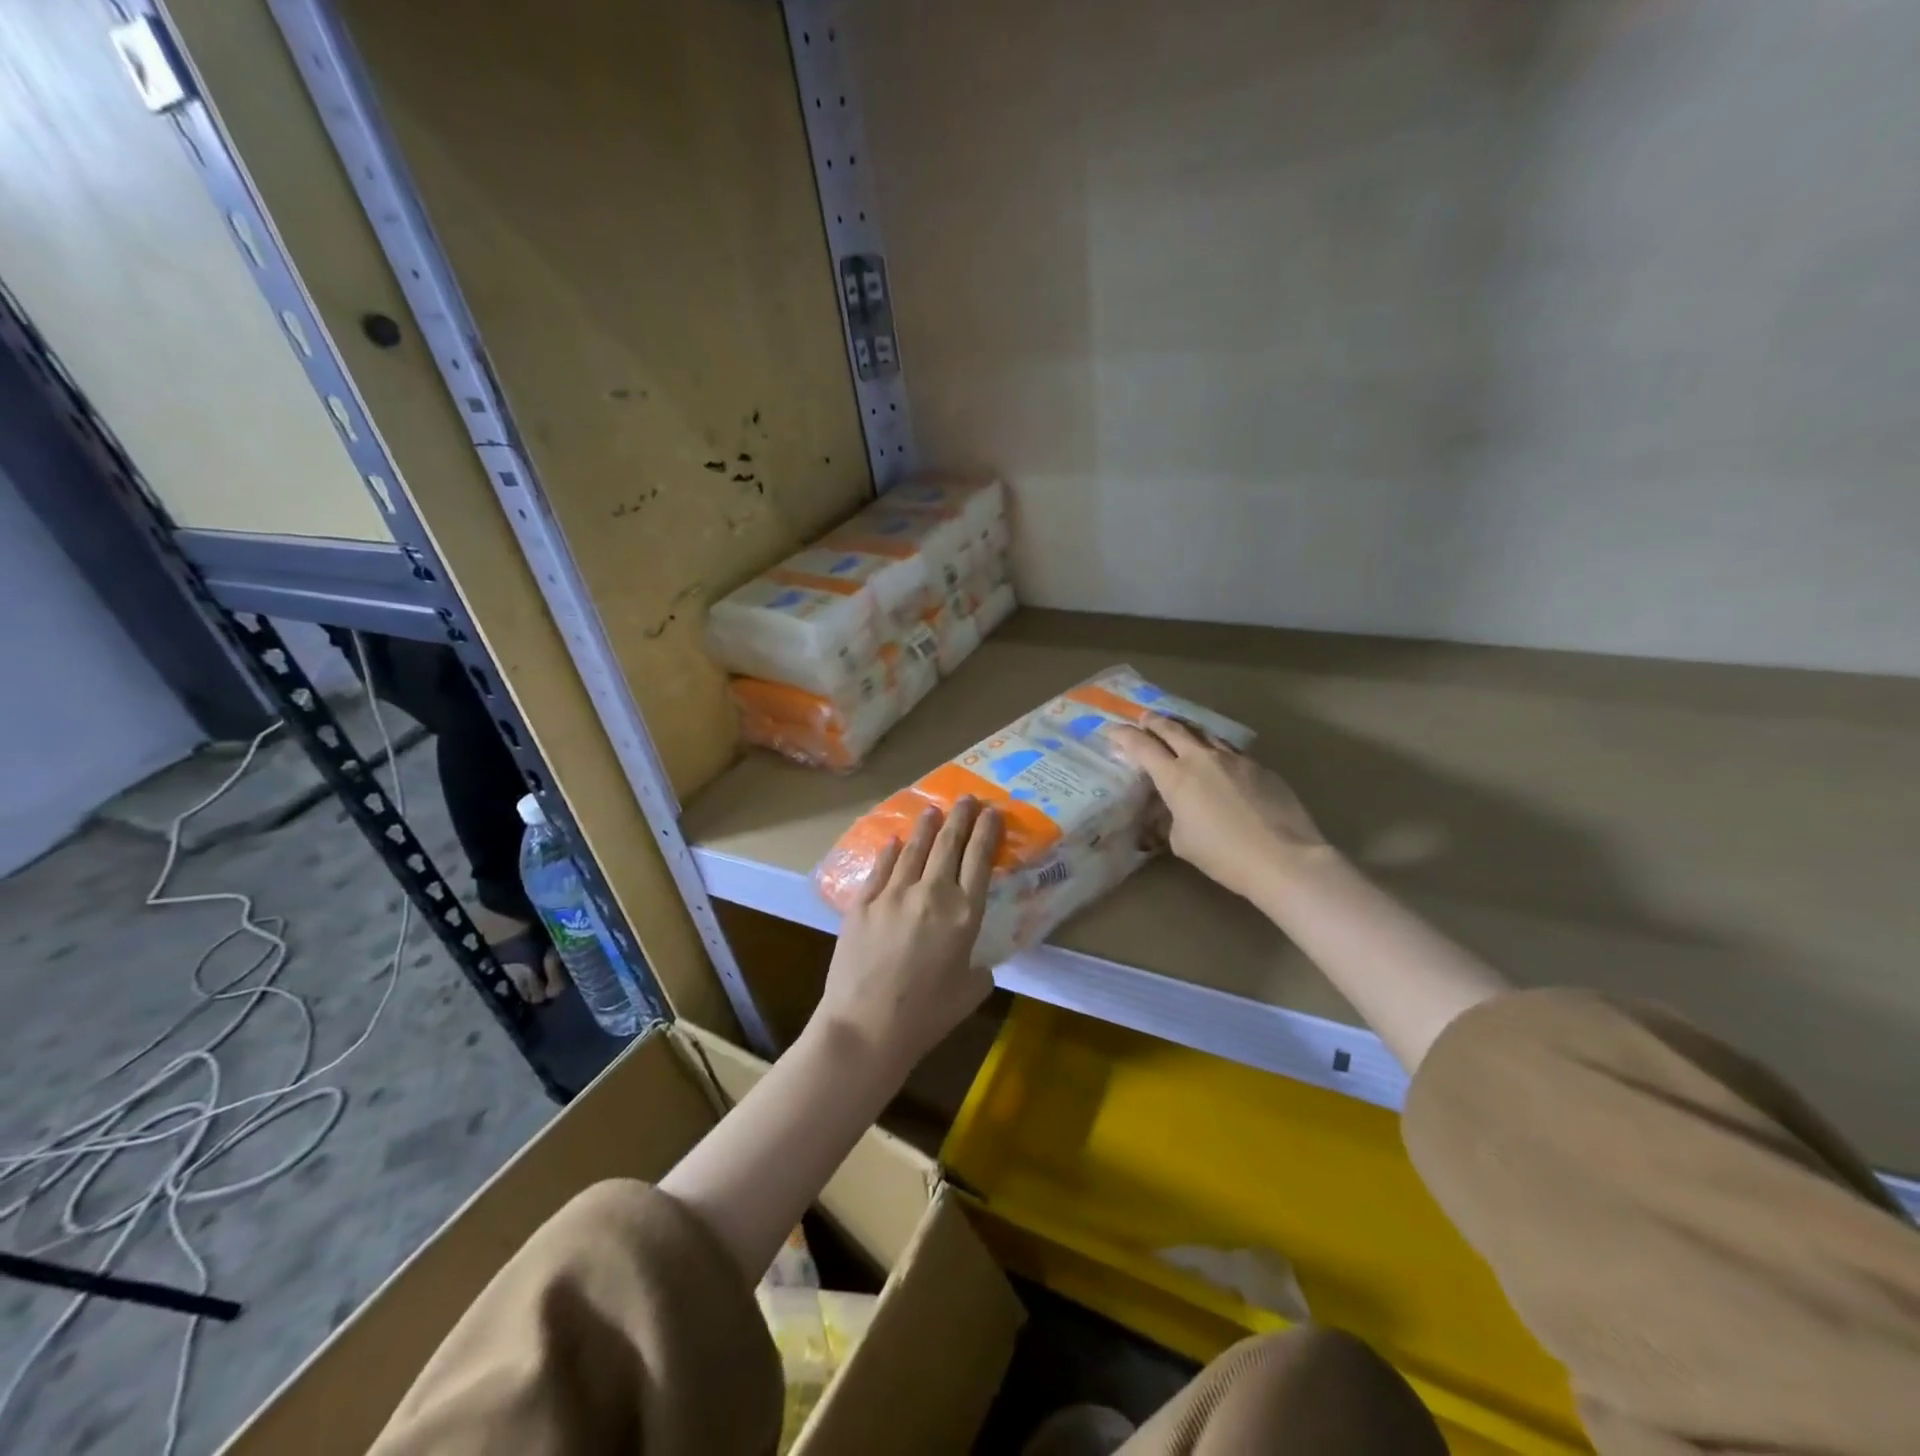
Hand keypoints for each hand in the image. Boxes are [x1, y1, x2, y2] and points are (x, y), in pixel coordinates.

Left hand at [813, 798, 1001, 1075]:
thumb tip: (974, 961)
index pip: (979, 860)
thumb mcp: (970, 992)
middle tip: (967, 798)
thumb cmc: (926, 1016)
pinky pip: (880, 868)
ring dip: (926, 827)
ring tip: (933, 810)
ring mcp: (893, 894)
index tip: (992, 811)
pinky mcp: (862, 903)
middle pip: (948, 844)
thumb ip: (978, 968)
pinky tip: (895, 842)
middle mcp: (931, 893)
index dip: (987, 832)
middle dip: (960, 817)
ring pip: (914, 849)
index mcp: (964, 914)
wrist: (866, 1026)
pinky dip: (891, 852)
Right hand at [1107, 716, 1327, 901]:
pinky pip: (1229, 750)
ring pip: (1203, 733)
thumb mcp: (1182, 842)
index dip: (1122, 735)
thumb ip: (1170, 820)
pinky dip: (1214, 749)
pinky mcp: (1259, 766)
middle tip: (1143, 717)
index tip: (1110, 729)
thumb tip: (1170, 811)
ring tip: (1179, 729)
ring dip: (1186, 729)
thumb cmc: (1224, 855)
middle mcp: (1201, 758)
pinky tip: (1217, 760)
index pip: (1141, 746)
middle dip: (1153, 721)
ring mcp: (1234, 759)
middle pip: (1172, 728)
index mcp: (1175, 777)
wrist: (1283, 858)